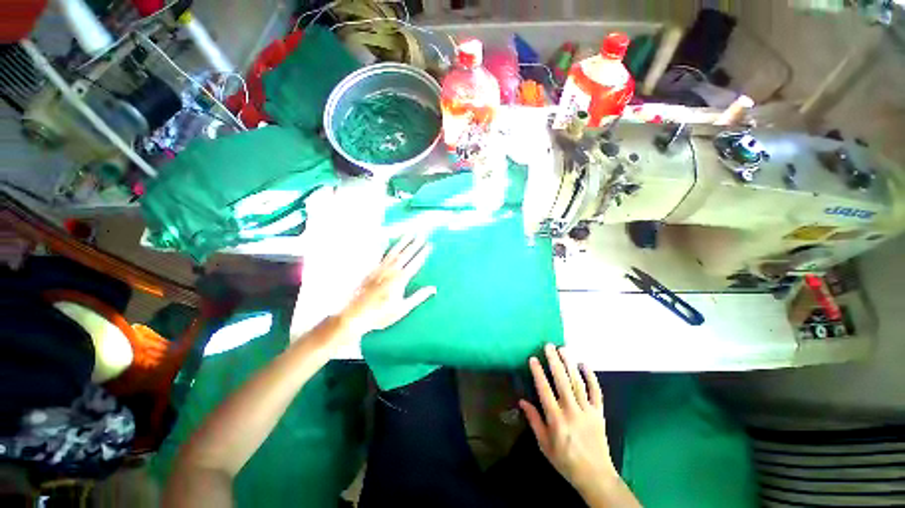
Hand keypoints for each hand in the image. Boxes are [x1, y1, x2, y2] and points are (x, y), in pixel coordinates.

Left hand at [340, 234, 436, 334]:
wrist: (355, 315)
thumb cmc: (381, 314)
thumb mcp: (403, 308)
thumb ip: (418, 297)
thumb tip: (433, 289)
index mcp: (400, 280)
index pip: (415, 263)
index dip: (423, 253)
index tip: (429, 245)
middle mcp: (390, 271)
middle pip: (405, 254)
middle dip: (414, 244)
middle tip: (422, 234)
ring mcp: (379, 269)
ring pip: (393, 252)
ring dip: (402, 242)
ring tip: (409, 234)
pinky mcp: (370, 270)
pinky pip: (379, 255)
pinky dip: (384, 247)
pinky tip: (386, 240)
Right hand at [520, 344, 617, 496]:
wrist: (595, 476)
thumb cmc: (565, 461)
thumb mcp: (544, 445)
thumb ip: (534, 421)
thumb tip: (522, 401)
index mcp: (556, 420)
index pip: (545, 391)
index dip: (538, 373)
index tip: (533, 358)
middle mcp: (571, 411)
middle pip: (562, 382)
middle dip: (555, 361)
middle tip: (549, 346)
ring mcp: (587, 411)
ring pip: (578, 383)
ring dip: (570, 364)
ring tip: (563, 349)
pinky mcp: (599, 413)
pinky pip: (597, 392)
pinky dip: (592, 377)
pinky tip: (585, 364)